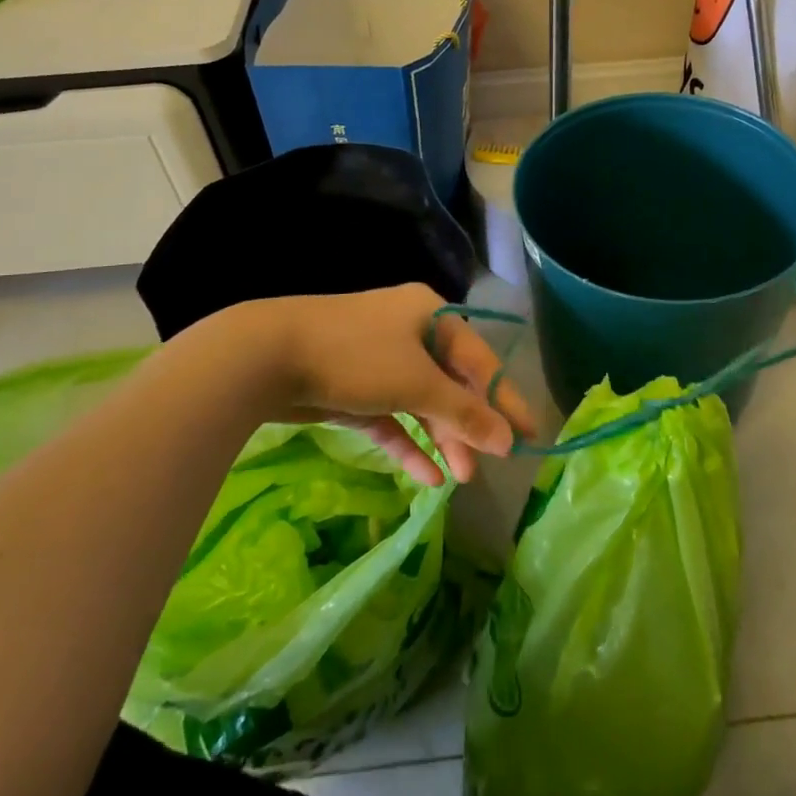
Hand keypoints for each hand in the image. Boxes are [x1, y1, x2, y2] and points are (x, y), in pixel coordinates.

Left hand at [232, 285, 537, 486]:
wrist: (265, 355)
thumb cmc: (356, 357)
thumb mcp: (417, 383)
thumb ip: (464, 413)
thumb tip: (509, 440)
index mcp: (431, 316)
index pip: (480, 362)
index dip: (505, 400)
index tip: (530, 436)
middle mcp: (409, 332)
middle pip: (451, 384)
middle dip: (469, 427)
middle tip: (485, 467)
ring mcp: (378, 359)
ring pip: (421, 403)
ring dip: (441, 439)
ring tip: (458, 479)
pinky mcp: (352, 387)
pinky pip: (390, 417)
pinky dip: (407, 443)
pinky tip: (426, 476)